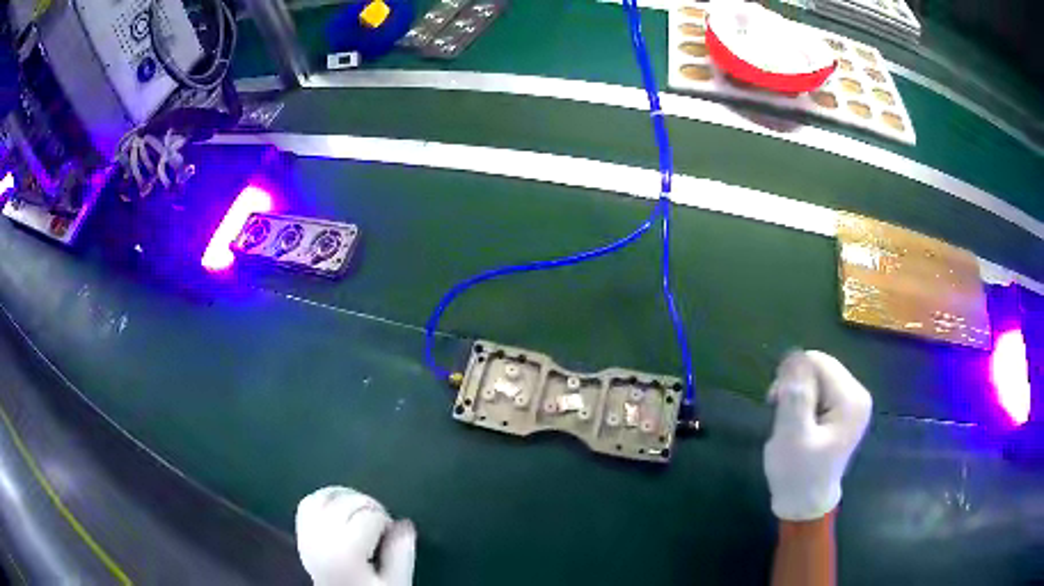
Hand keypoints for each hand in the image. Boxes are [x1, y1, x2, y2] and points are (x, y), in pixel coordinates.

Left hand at [296, 486, 416, 585]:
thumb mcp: (396, 583)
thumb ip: (402, 554)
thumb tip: (405, 524)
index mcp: (346, 550)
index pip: (370, 516)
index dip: (386, 521)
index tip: (393, 535)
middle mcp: (321, 537)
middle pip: (346, 502)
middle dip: (368, 506)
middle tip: (381, 524)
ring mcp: (307, 535)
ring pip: (324, 497)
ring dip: (345, 497)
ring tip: (361, 512)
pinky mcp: (300, 535)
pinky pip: (307, 504)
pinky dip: (323, 499)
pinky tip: (338, 507)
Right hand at [764, 351, 872, 520]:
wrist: (804, 505)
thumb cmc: (798, 474)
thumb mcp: (791, 436)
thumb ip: (795, 395)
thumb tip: (794, 356)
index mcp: (851, 400)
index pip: (818, 362)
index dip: (792, 376)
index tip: (774, 403)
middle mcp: (858, 395)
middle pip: (820, 368)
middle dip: (795, 386)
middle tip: (779, 414)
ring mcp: (853, 403)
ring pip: (818, 378)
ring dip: (797, 395)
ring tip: (788, 423)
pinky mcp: (845, 411)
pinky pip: (821, 391)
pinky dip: (804, 402)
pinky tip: (798, 423)